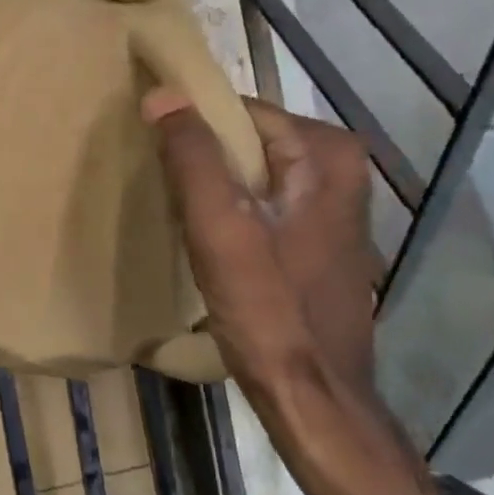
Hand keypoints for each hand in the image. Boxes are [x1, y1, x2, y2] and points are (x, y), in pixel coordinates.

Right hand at [145, 89, 480, 494]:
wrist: (315, 402)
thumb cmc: (269, 311)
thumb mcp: (220, 227)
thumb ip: (192, 155)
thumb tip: (162, 93)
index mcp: (328, 154)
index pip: (242, 112)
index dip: (193, 127)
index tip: (152, 148)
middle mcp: (341, 171)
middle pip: (248, 143)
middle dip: (203, 160)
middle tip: (160, 186)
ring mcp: (333, 208)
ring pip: (253, 175)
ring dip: (214, 187)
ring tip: (175, 211)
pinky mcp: (318, 240)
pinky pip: (263, 203)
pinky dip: (232, 211)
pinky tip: (205, 237)